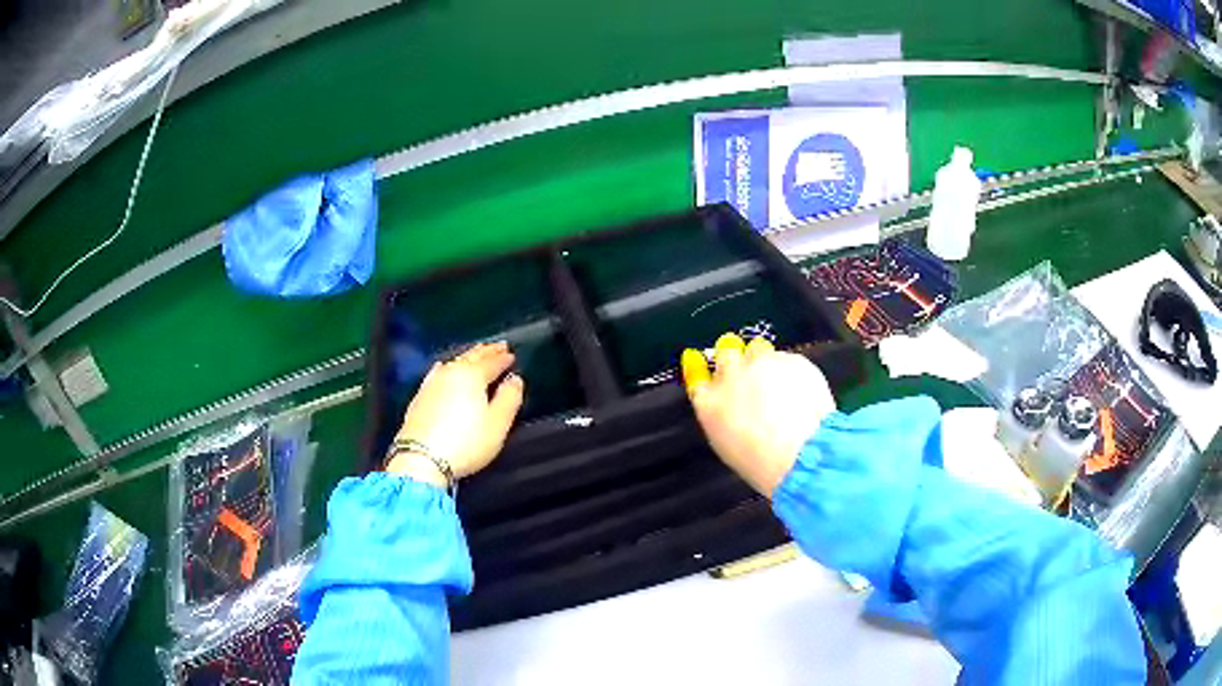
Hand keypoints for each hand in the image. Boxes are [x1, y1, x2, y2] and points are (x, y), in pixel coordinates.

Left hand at [388, 341, 524, 485]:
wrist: (421, 459)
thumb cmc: (465, 443)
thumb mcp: (497, 423)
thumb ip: (509, 398)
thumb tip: (515, 380)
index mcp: (472, 376)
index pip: (492, 362)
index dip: (503, 358)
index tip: (511, 355)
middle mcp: (451, 373)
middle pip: (471, 357)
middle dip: (486, 351)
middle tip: (498, 346)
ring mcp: (432, 383)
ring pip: (454, 362)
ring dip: (468, 357)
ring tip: (476, 355)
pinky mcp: (419, 397)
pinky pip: (438, 373)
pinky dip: (447, 368)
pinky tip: (443, 368)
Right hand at [682, 333, 835, 496]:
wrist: (803, 454)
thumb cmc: (759, 462)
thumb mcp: (726, 442)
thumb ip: (720, 413)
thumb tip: (727, 399)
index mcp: (709, 400)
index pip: (697, 372)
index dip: (707, 370)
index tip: (715, 371)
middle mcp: (731, 374)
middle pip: (726, 351)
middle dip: (736, 359)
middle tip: (751, 376)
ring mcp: (762, 363)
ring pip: (758, 348)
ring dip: (763, 361)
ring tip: (778, 384)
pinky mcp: (791, 359)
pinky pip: (786, 359)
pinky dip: (790, 371)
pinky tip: (800, 392)